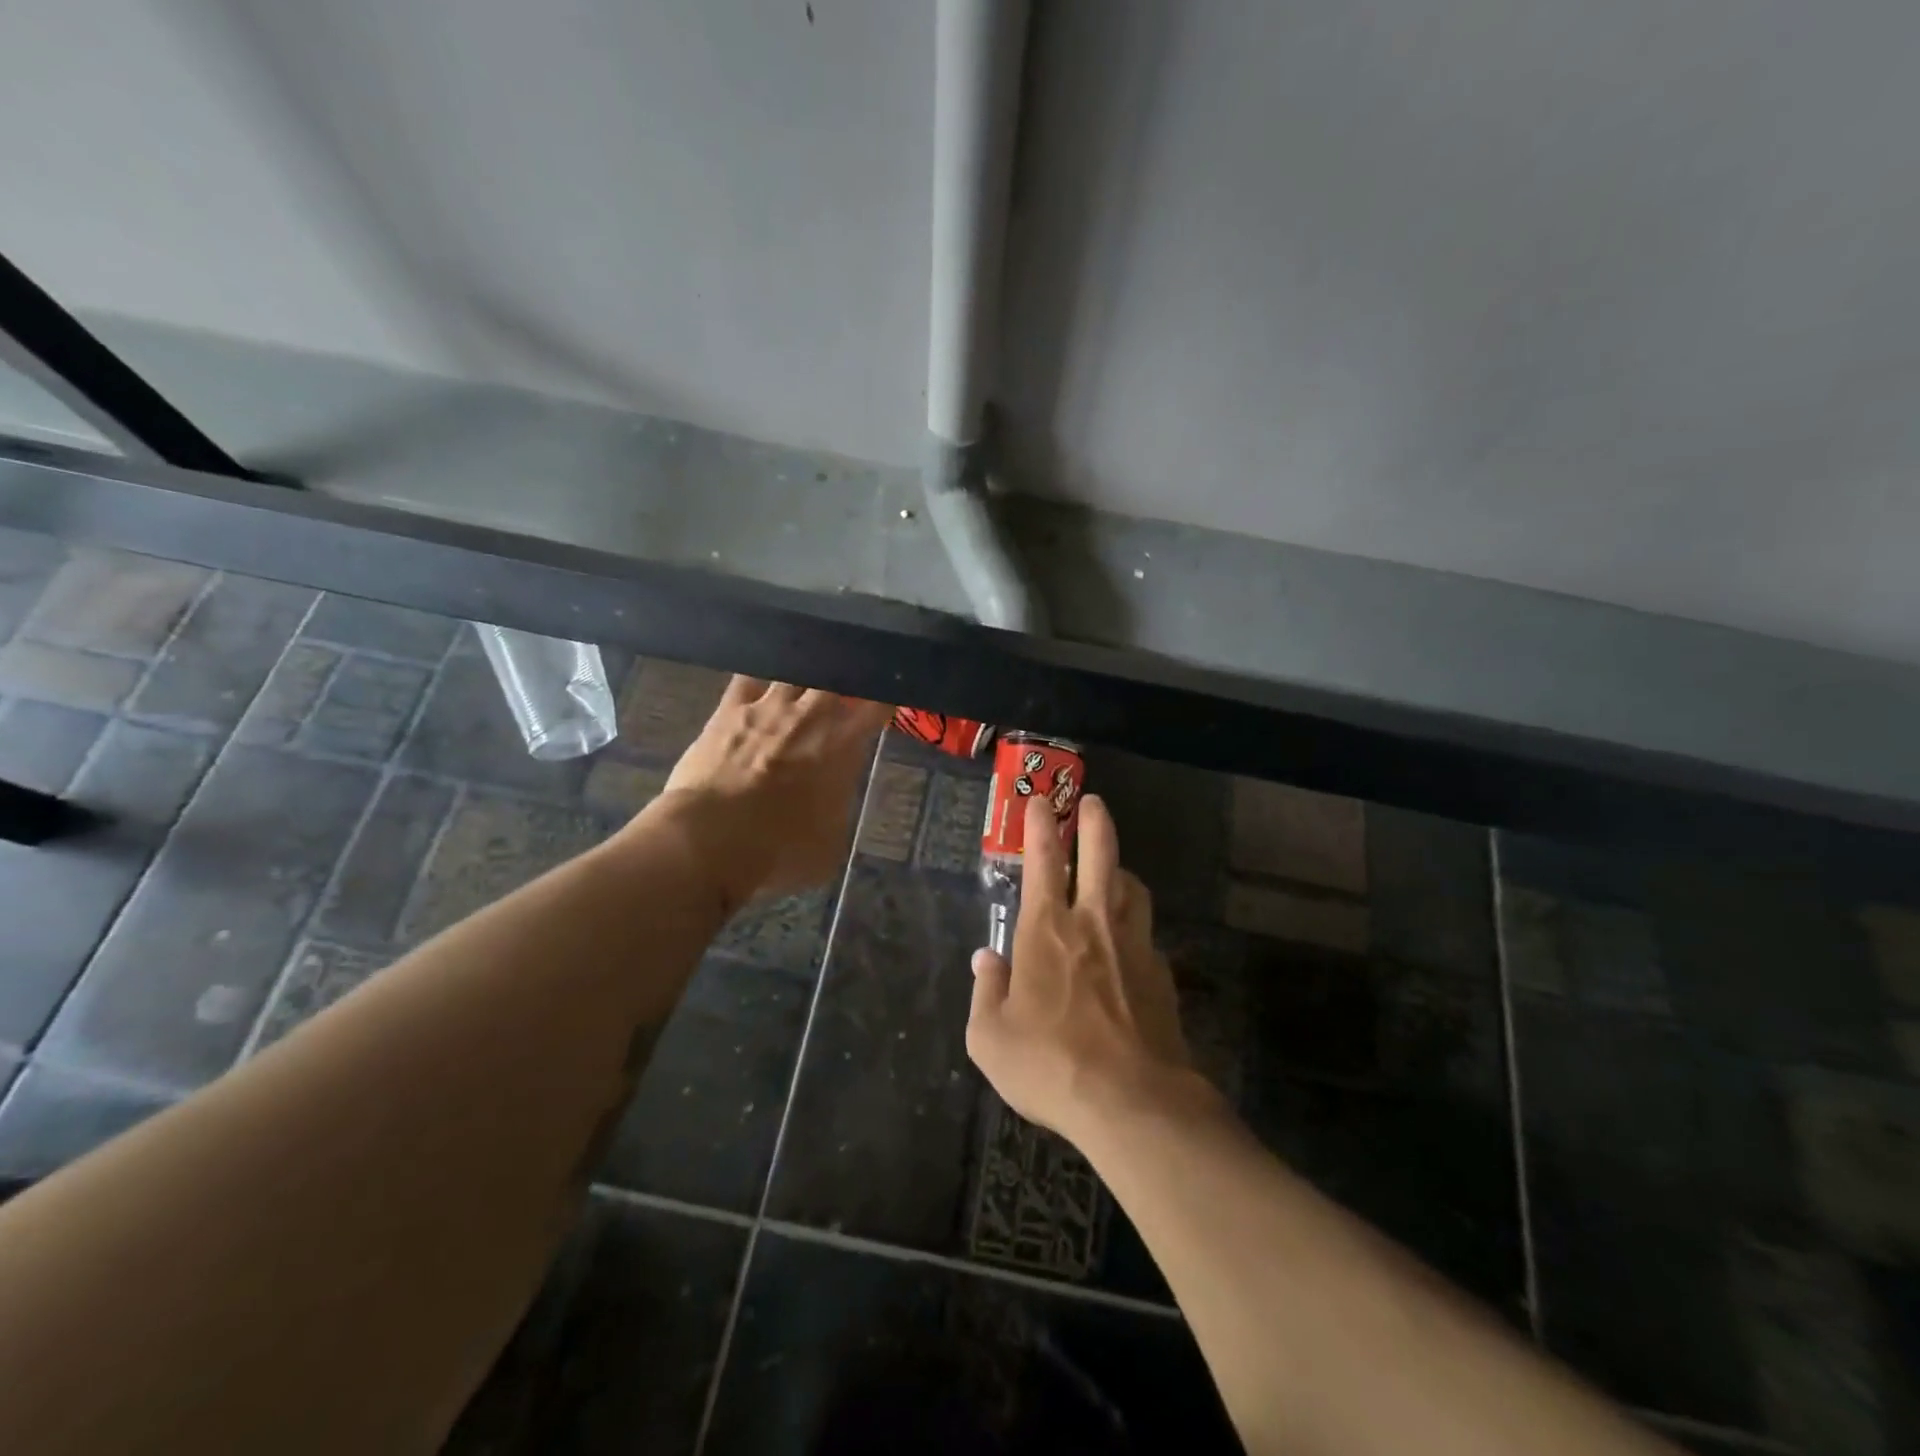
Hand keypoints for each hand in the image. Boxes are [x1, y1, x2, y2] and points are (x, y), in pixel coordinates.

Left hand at [650, 676, 891, 910]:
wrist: (711, 838)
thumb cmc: (780, 850)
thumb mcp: (831, 844)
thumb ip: (839, 809)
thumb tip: (834, 799)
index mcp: (843, 744)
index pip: (877, 705)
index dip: (884, 700)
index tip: (885, 705)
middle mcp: (810, 715)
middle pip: (836, 678)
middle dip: (843, 684)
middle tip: (841, 698)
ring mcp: (768, 706)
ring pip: (794, 671)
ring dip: (802, 679)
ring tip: (801, 690)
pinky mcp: (728, 708)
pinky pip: (748, 678)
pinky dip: (758, 682)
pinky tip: (758, 688)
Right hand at [966, 793, 1200, 1144]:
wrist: (1132, 1101)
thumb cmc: (1049, 1064)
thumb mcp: (990, 1037)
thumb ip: (986, 991)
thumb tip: (987, 958)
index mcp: (1047, 929)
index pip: (1043, 860)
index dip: (1039, 826)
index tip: (1039, 801)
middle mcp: (1093, 923)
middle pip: (1100, 854)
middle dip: (1095, 821)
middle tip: (1092, 801)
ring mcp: (1134, 946)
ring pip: (1132, 888)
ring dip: (1121, 870)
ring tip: (1114, 870)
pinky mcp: (1161, 974)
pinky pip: (1146, 934)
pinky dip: (1134, 925)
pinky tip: (1129, 944)